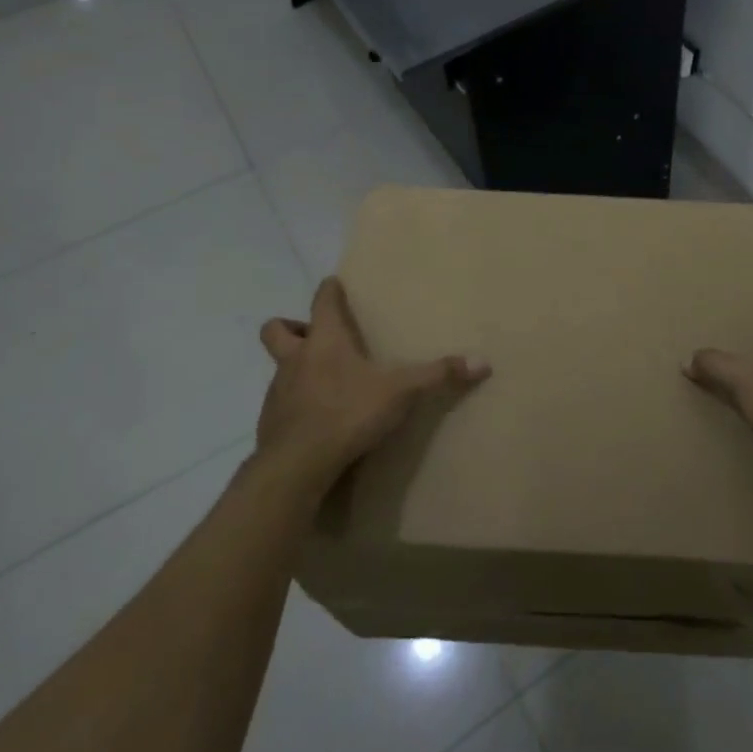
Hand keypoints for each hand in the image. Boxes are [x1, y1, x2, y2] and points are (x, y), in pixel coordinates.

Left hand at [256, 277, 490, 482]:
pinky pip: (280, 403)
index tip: (335, 284)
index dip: (329, 290)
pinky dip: (295, 403)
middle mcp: (295, 359)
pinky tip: (317, 418)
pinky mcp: (269, 424)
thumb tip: (483, 362)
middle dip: (292, 326)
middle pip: (277, 328)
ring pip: (279, 367)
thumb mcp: (402, 392)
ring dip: (295, 367)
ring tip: (324, 381)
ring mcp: (277, 391)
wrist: (297, 467)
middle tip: (315, 336)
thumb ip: (439, 375)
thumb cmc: (348, 413)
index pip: (322, 300)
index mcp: (325, 341)